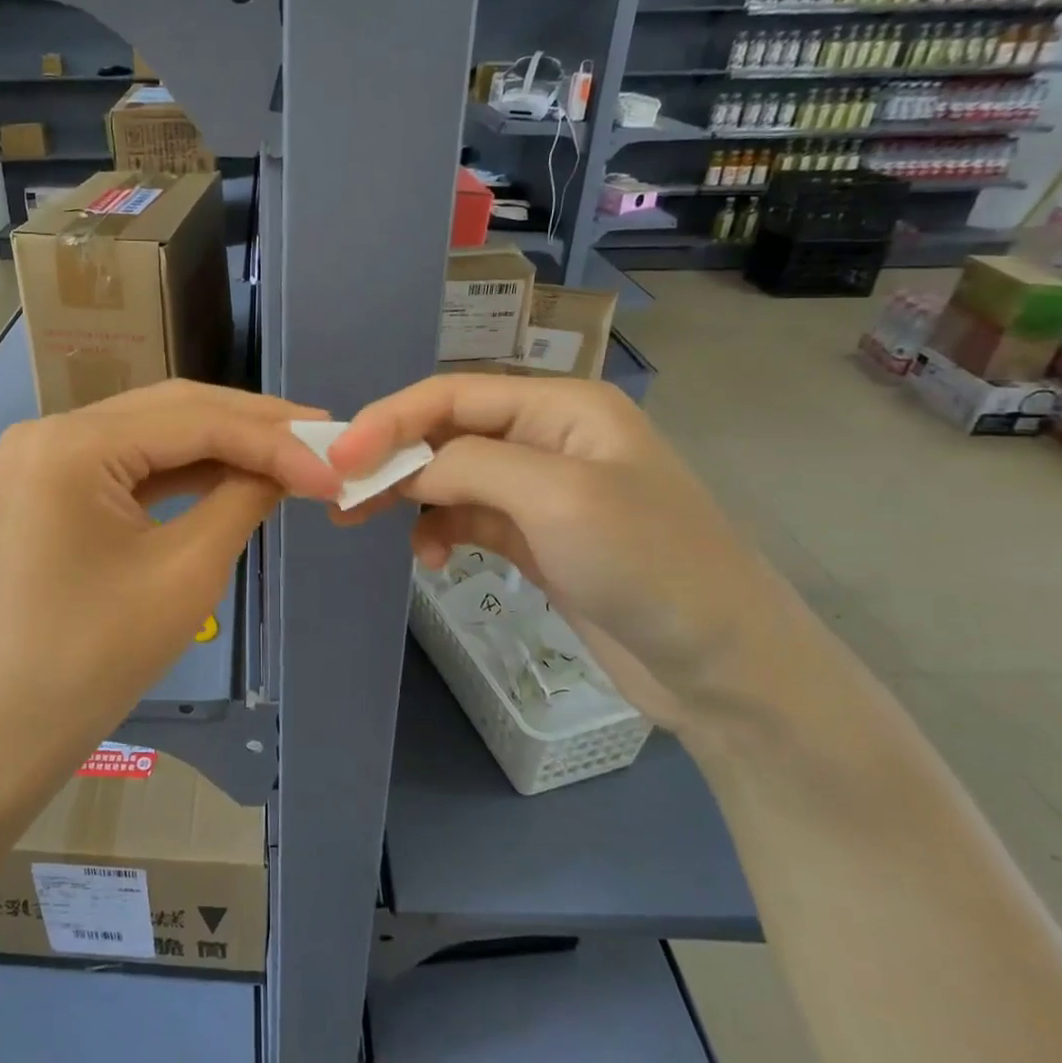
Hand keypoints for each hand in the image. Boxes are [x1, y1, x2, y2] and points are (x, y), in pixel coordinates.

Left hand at [0, 381, 339, 760]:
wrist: (16, 721)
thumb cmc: (99, 655)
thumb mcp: (188, 571)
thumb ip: (244, 498)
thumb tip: (292, 465)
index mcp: (72, 444)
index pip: (193, 420)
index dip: (273, 440)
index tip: (335, 464)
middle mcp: (53, 429)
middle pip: (173, 410)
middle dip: (252, 425)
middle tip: (321, 437)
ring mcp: (49, 454)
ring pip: (157, 430)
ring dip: (224, 442)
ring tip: (293, 450)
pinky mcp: (56, 481)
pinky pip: (135, 460)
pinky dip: (188, 467)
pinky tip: (238, 470)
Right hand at [328, 375, 781, 728]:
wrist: (723, 668)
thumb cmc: (648, 564)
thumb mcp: (557, 498)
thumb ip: (471, 465)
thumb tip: (407, 469)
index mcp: (561, 407)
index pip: (452, 394)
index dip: (388, 419)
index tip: (338, 459)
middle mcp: (547, 438)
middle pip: (446, 432)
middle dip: (390, 459)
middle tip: (338, 495)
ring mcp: (541, 491)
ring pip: (450, 477)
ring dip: (408, 497)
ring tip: (364, 525)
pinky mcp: (536, 538)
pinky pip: (467, 518)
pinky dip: (438, 532)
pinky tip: (431, 561)